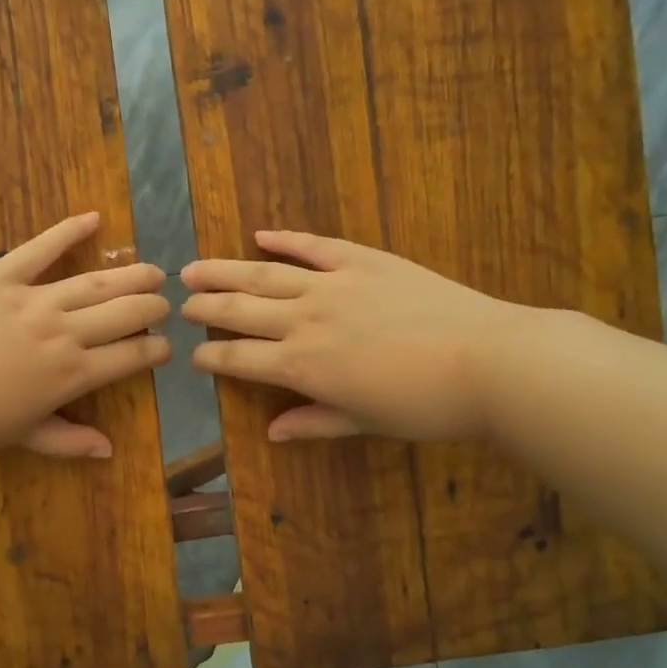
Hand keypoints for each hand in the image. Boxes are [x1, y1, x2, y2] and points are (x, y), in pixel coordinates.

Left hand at [0, 212, 170, 457]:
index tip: (166, 348)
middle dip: (152, 308)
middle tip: (165, 304)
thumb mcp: (22, 436)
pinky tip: (93, 218)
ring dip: (130, 275)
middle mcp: (64, 332)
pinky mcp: (1, 275)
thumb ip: (68, 440)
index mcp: (72, 375)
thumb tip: (109, 450)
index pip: (131, 357)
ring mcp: (34, 299)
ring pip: (96, 282)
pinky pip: (40, 248)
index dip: (155, 351)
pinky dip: (68, 231)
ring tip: (152, 270)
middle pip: (124, 313)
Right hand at [181, 230, 536, 442]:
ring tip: (194, 269)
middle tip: (178, 302)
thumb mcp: (364, 422)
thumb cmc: (425, 405)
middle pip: (240, 311)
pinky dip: (285, 239)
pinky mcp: (363, 260)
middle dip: (205, 308)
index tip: (192, 355)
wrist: (488, 360)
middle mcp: (304, 321)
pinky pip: (314, 246)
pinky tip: (260, 234)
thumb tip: (271, 433)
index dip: (211, 357)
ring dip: (225, 272)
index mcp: (302, 366)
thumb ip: (314, 422)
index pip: (239, 359)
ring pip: (264, 276)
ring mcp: (333, 285)